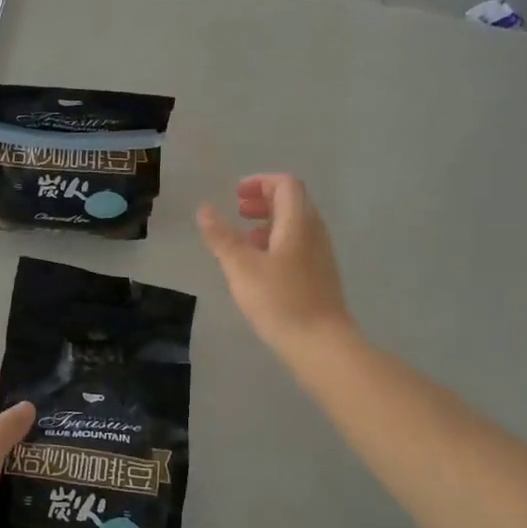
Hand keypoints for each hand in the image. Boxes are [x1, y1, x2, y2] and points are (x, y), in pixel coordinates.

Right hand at [198, 174, 353, 362]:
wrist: (321, 344)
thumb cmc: (280, 301)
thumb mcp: (241, 267)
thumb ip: (222, 237)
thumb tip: (205, 209)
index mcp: (298, 222)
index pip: (286, 184)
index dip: (260, 182)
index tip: (236, 195)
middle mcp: (314, 232)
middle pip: (292, 202)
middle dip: (263, 201)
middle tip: (238, 211)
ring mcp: (320, 255)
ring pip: (295, 225)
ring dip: (269, 223)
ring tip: (244, 240)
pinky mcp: (320, 276)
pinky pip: (298, 245)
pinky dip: (277, 243)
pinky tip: (260, 267)